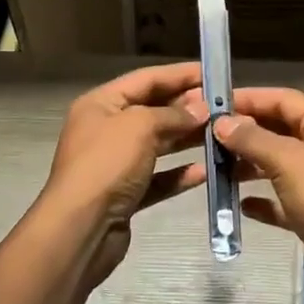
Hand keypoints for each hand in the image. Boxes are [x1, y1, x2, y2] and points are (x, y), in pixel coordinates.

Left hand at [39, 62, 209, 284]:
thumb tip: (201, 110)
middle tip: (224, 107)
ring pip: (157, 144)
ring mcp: (115, 164)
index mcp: (101, 104)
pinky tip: (205, 172)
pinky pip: (157, 178)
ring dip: (187, 139)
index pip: (146, 79)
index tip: (212, 73)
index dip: (179, 74)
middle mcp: (106, 129)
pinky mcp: (125, 194)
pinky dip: (179, 174)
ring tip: (222, 135)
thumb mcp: (140, 126)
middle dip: (187, 107)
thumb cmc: (107, 165)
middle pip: (153, 110)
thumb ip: (173, 114)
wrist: (80, 229)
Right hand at [214, 88, 303, 303]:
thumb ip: (252, 139)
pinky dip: (263, 200)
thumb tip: (222, 122)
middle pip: (280, 130)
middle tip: (208, 137)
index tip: (214, 103)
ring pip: (279, 165)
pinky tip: (240, 206)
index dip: (250, 98)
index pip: (284, 99)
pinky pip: (283, 200)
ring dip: (250, 166)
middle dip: (246, 132)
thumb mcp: (287, 161)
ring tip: (216, 169)